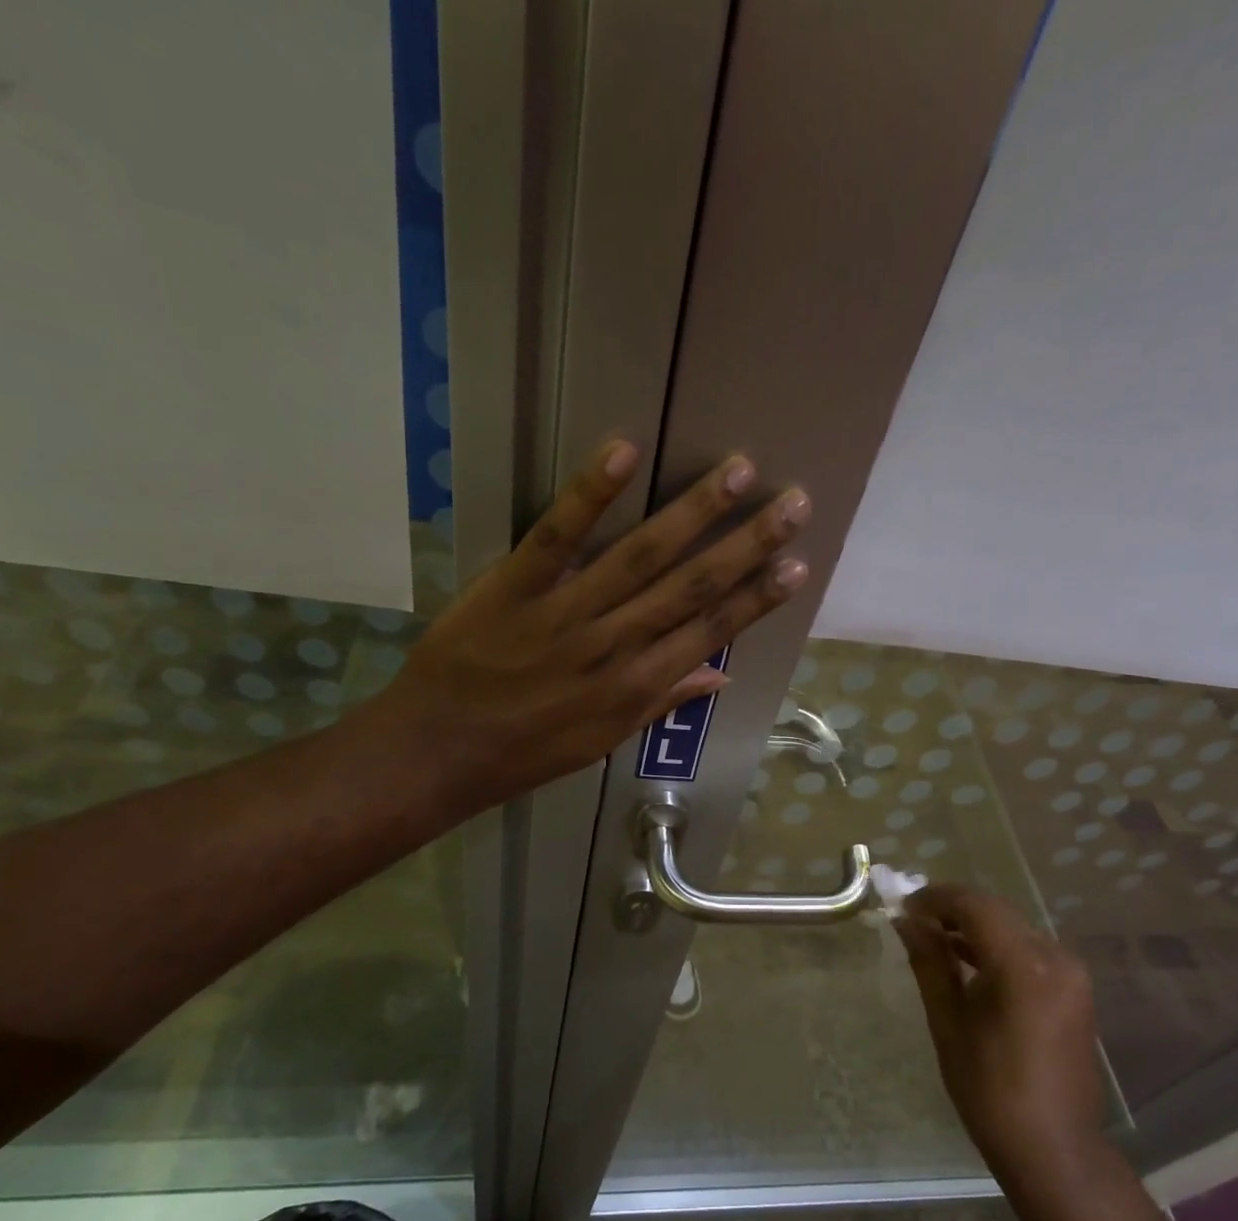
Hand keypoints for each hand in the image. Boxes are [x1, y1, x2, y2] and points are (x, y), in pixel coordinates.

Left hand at [371, 440, 809, 814]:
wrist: (440, 753)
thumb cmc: (526, 753)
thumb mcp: (602, 740)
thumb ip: (661, 701)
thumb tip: (720, 674)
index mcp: (636, 687)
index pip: (710, 633)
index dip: (757, 599)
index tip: (797, 565)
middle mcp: (614, 646)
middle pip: (691, 588)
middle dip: (747, 544)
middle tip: (794, 503)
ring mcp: (564, 615)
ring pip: (640, 557)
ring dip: (692, 512)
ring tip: (739, 471)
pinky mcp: (513, 588)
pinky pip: (556, 536)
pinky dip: (590, 494)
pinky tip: (627, 450)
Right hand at [896, 884, 1106, 1202]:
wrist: (1055, 1150)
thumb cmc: (991, 1090)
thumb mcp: (949, 1022)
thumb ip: (929, 962)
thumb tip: (906, 921)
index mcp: (1024, 965)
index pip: (975, 905)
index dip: (935, 899)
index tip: (902, 907)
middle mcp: (1056, 957)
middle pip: (996, 912)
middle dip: (953, 910)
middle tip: (913, 921)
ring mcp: (1071, 973)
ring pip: (1013, 928)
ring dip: (974, 927)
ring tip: (933, 940)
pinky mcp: (1074, 989)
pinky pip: (1028, 950)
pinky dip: (996, 947)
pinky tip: (967, 961)